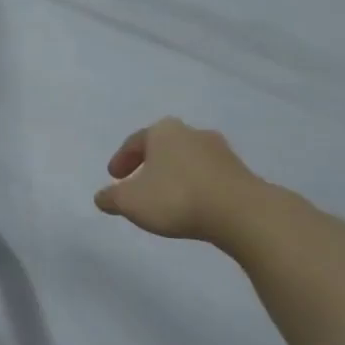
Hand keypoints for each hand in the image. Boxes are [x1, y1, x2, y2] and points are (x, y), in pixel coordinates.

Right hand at [94, 117, 266, 242]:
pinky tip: (191, 205)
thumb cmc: (176, 197)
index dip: (121, 159)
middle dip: (149, 164)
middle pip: (163, 147)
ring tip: (165, 197)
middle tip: (138, 184)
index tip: (114, 178)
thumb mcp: (129, 201)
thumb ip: (111, 198)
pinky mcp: (241, 172)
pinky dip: (195, 187)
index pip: (135, 141)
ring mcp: (221, 151)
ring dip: (174, 175)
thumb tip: (102, 198)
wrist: (242, 213)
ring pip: (187, 160)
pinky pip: (208, 176)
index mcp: (163, 131)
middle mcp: (192, 133)